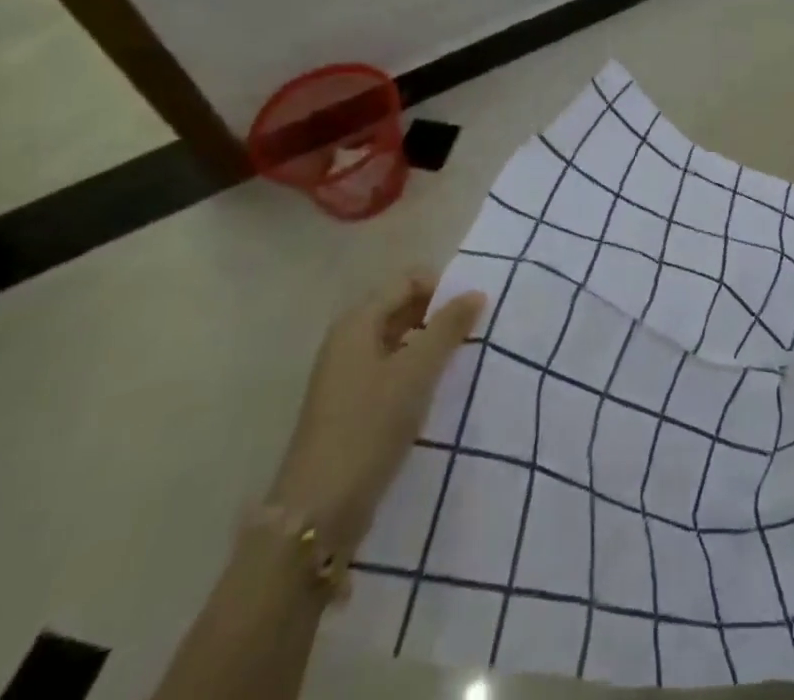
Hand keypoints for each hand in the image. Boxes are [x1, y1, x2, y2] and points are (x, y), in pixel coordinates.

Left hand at [268, 272, 485, 550]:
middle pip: (401, 307)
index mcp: (357, 322)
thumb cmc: (368, 428)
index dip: (442, 287)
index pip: (407, 279)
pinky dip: (416, 371)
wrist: (317, 513)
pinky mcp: (351, 407)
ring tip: (462, 361)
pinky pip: (392, 370)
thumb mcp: (416, 372)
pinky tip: (438, 390)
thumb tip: (476, 292)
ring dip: (430, 344)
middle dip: (439, 314)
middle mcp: (348, 340)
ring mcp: (347, 375)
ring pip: (399, 340)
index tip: (473, 310)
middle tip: (474, 333)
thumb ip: (448, 327)